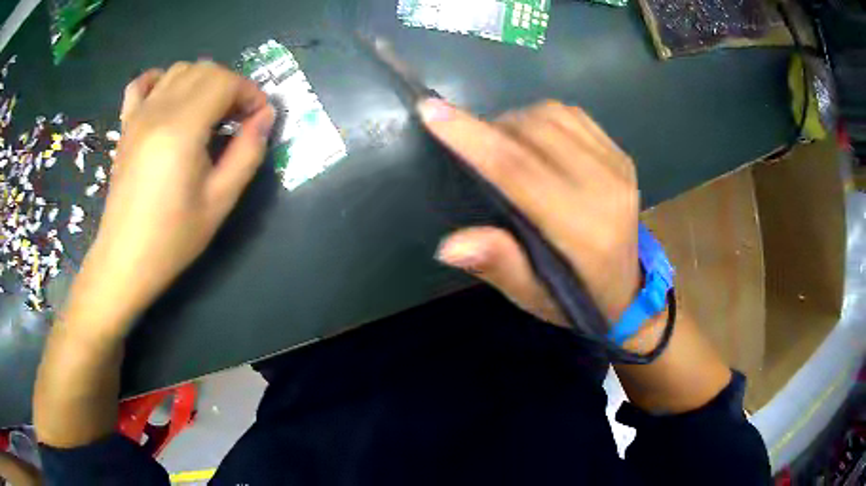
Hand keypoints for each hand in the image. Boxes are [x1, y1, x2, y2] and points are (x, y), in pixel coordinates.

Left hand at [64, 61, 274, 336]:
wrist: (125, 260)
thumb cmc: (172, 238)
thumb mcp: (220, 201)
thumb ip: (248, 152)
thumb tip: (265, 117)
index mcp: (182, 128)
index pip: (225, 82)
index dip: (249, 93)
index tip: (259, 118)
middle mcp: (158, 110)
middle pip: (204, 70)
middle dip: (230, 86)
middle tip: (238, 119)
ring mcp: (138, 115)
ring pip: (178, 70)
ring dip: (203, 82)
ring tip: (209, 113)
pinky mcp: (126, 126)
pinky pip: (142, 84)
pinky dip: (161, 80)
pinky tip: (169, 97)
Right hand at [420, 99, 639, 326]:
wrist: (631, 289)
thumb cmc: (578, 299)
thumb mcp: (533, 297)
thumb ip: (498, 265)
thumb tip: (449, 245)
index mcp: (583, 230)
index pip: (519, 169)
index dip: (472, 137)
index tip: (431, 110)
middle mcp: (605, 188)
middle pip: (534, 132)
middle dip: (490, 127)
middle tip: (472, 146)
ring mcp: (617, 166)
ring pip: (553, 115)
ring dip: (515, 120)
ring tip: (502, 144)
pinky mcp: (621, 155)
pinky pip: (572, 115)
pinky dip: (542, 118)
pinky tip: (534, 140)